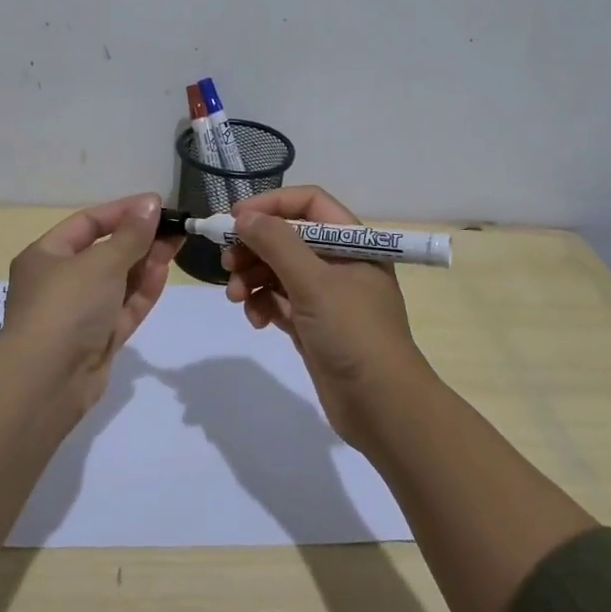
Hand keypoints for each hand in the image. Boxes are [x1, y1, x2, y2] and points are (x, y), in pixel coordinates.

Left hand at [0, 193, 179, 404]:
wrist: (47, 381)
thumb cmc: (67, 306)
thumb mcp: (102, 261)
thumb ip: (131, 234)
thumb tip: (150, 203)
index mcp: (46, 255)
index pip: (88, 223)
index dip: (122, 211)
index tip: (157, 205)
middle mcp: (59, 282)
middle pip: (105, 252)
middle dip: (139, 239)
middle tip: (175, 228)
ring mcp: (78, 314)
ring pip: (117, 282)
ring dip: (144, 264)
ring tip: (176, 246)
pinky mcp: (96, 341)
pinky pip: (122, 309)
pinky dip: (141, 292)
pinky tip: (163, 273)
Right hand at [221, 185, 428, 446]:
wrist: (383, 408)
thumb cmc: (353, 334)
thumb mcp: (314, 283)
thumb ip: (276, 243)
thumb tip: (243, 216)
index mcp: (353, 242)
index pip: (308, 203)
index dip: (271, 204)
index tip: (234, 218)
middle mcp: (340, 263)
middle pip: (288, 237)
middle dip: (254, 247)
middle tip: (227, 263)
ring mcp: (327, 296)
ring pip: (279, 271)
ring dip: (252, 278)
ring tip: (235, 296)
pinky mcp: (314, 325)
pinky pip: (279, 301)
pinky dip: (263, 304)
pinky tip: (256, 320)